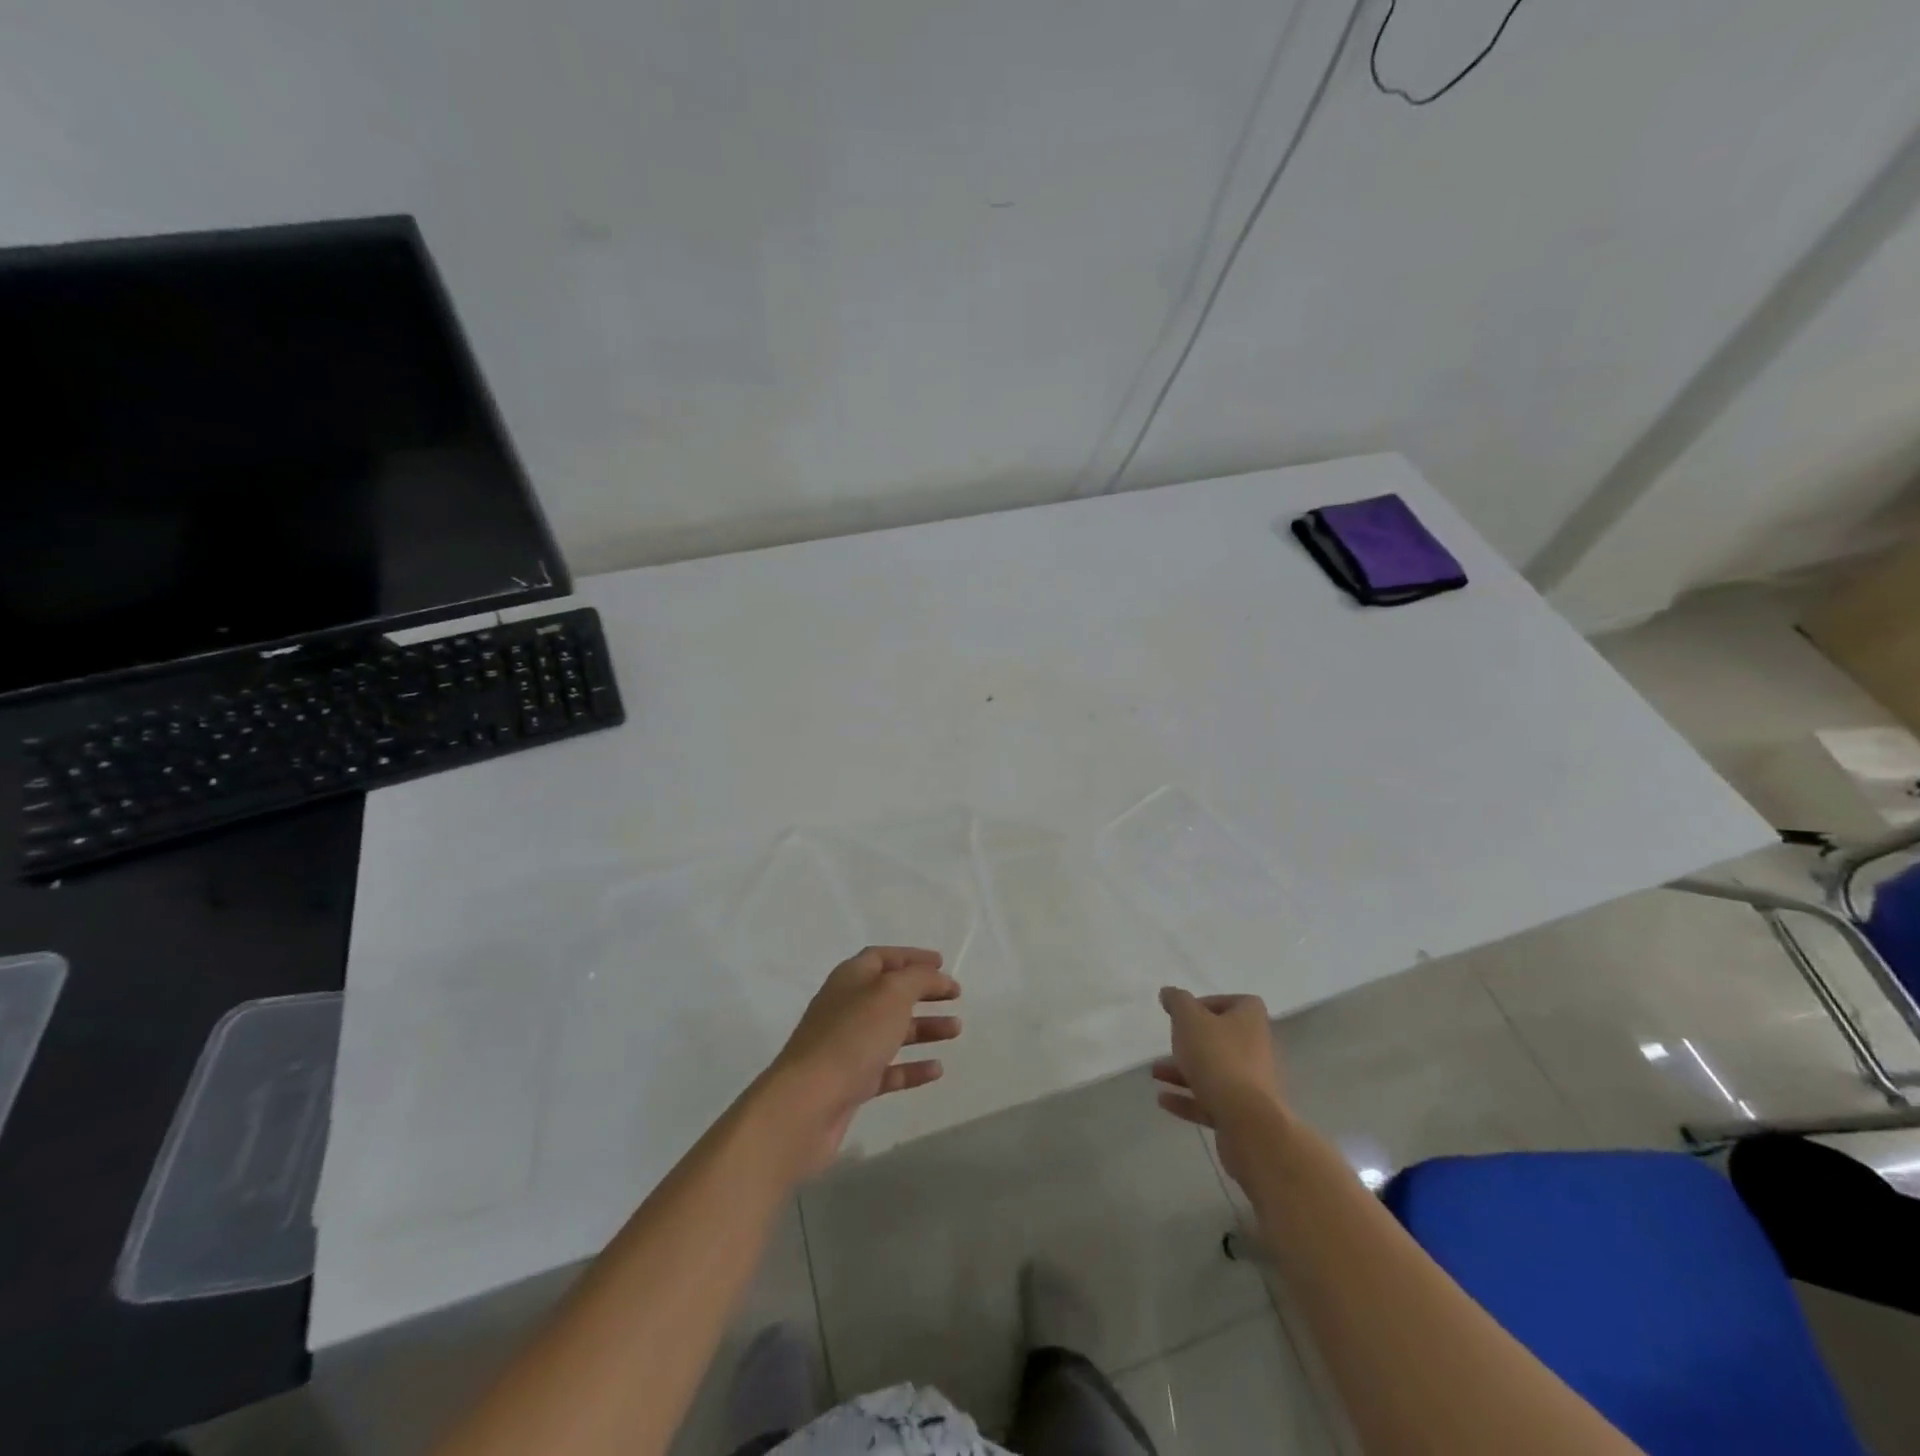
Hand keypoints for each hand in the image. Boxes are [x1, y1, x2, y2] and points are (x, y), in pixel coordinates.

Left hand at [757, 947, 960, 1178]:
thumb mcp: (891, 994)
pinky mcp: (851, 1084)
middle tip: (956, 997)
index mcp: (850, 978)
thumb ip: (918, 979)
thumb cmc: (852, 1037)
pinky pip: (888, 1070)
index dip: (913, 957)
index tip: (943, 964)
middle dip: (924, 993)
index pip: (883, 958)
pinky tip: (937, 1070)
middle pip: (890, 994)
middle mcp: (847, 1008)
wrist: (806, 1104)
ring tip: (956, 1030)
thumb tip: (934, 976)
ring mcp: (847, 1047)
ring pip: (892, 1031)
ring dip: (924, 1028)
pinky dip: (912, 1067)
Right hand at [1152, 987, 1282, 1184]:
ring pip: (1214, 1071)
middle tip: (1170, 1043)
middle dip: (1191, 1041)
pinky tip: (1163, 1099)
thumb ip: (1177, 1001)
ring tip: (1155, 1073)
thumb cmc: (1218, 1058)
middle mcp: (1257, 1049)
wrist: (1247, 1123)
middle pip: (1222, 1038)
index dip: (1212, 1003)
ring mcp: (1252, 1085)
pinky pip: (1212, 1100)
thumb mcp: (1189, 1019)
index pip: (1238, 1002)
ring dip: (1184, 1071)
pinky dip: (1188, 1099)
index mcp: (1251, 1021)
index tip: (1187, 1013)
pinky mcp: (1244, 1115)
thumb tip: (1169, 993)